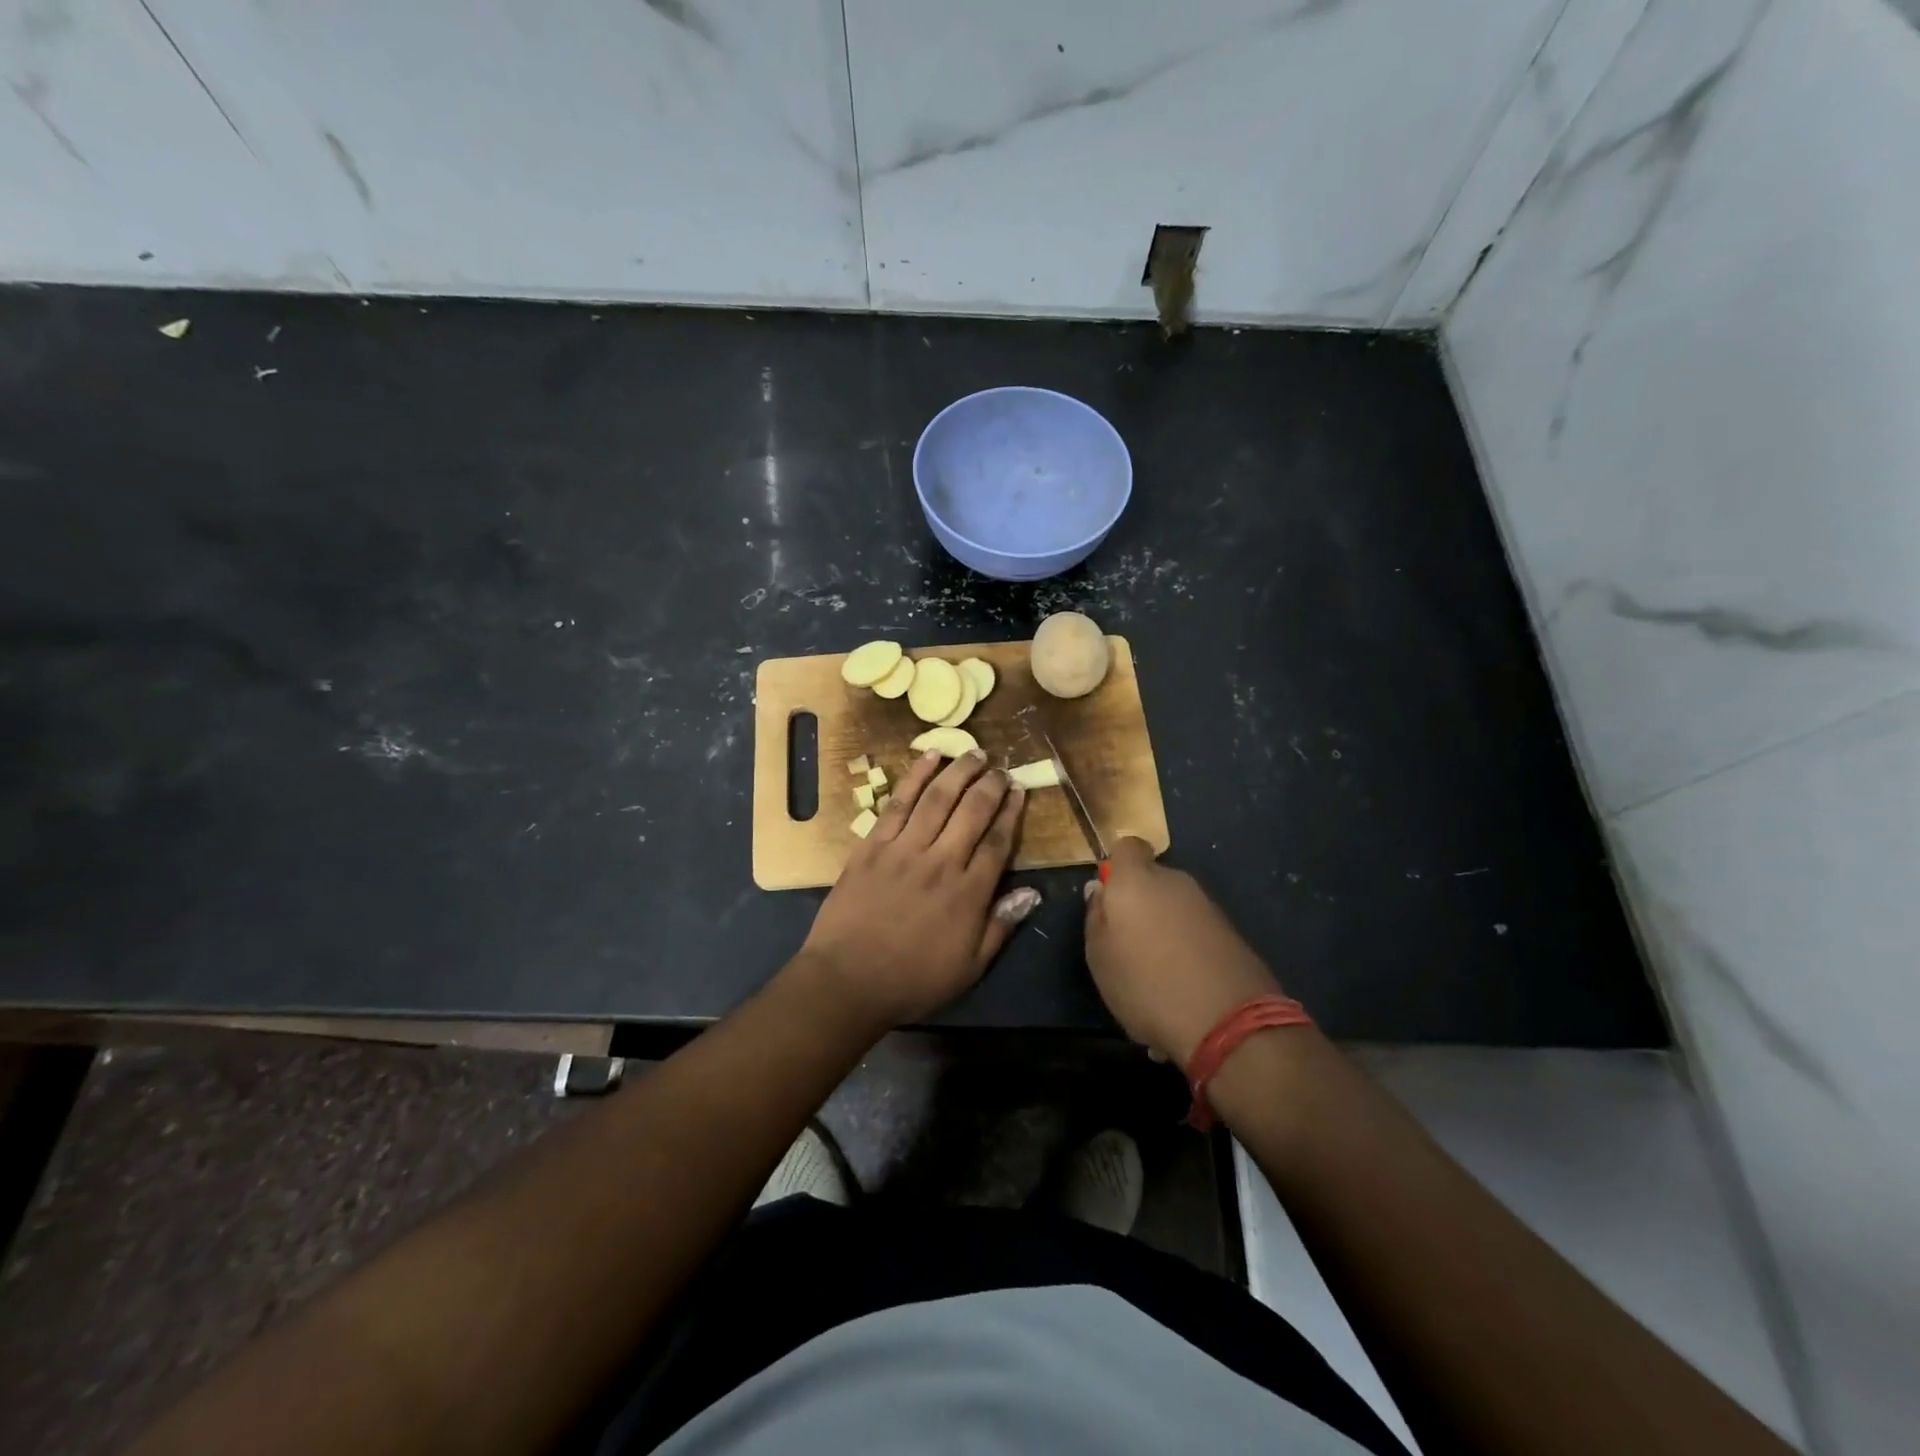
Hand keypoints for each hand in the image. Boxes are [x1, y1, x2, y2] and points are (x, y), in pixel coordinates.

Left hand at [796, 750, 1038, 1028]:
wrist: (847, 980)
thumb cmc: (912, 980)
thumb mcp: (969, 967)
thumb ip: (1001, 926)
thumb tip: (1032, 892)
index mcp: (967, 893)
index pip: (997, 841)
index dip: (1011, 813)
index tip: (1019, 792)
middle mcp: (940, 861)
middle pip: (972, 811)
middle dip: (991, 785)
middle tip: (1002, 768)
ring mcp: (904, 849)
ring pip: (938, 798)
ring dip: (959, 771)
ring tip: (975, 753)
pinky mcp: (872, 845)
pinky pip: (898, 803)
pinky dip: (915, 777)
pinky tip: (929, 757)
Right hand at [1083, 838, 1281, 1069]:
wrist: (1229, 1022)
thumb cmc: (1147, 985)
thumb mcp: (1100, 957)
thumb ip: (1096, 916)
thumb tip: (1099, 889)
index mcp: (1137, 880)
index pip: (1127, 847)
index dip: (1117, 866)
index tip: (1109, 896)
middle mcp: (1175, 882)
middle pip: (1151, 880)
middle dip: (1139, 903)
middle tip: (1127, 945)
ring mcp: (1207, 906)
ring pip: (1174, 908)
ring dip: (1163, 930)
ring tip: (1155, 975)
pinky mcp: (1231, 932)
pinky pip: (1195, 931)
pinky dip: (1186, 949)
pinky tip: (1182, 987)